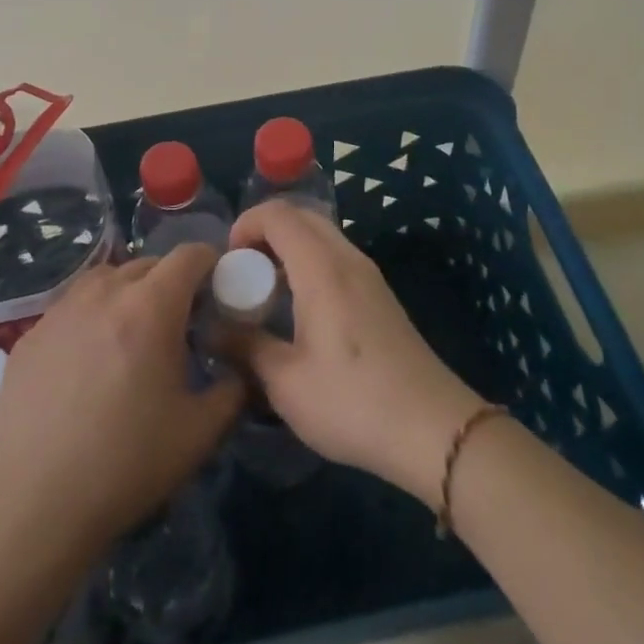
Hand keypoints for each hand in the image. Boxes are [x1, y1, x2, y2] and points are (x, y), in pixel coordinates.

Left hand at [0, 244, 244, 557]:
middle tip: (180, 322)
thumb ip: (232, 391)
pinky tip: (88, 361)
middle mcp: (104, 294)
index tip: (219, 288)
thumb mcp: (199, 433)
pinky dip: (91, 316)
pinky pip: (71, 307)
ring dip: (128, 292)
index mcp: (151, 307)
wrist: (31, 504)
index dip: (210, 263)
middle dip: (171, 282)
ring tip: (132, 333)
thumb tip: (239, 369)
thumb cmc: (125, 464)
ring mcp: (61, 311)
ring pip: (105, 279)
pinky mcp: (30, 336)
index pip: (188, 255)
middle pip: (147, 264)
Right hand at [226, 203, 485, 509]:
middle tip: (242, 272)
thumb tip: (210, 329)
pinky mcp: (381, 295)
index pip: (278, 214)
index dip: (245, 224)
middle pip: (302, 216)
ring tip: (266, 291)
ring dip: (289, 247)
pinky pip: (337, 257)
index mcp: (322, 268)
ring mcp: (370, 275)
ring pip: (322, 235)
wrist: (433, 428)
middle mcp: (348, 259)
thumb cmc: (352, 402)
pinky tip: (300, 309)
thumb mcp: (285, 382)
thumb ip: (245, 347)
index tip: (226, 262)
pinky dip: (310, 262)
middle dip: (265, 232)